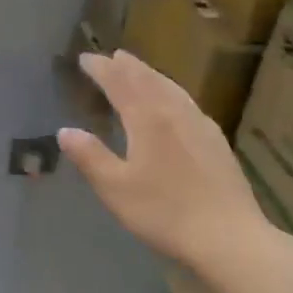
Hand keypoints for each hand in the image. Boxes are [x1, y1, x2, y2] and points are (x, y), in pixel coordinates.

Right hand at [58, 50, 265, 271]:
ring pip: (172, 89)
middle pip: (149, 80)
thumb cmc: (164, 212)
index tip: (86, 58)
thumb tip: (65, 131)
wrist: (227, 235)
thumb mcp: (115, 188)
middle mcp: (175, 113)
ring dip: (152, 75)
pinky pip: (188, 103)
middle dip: (128, 67)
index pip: (120, 84)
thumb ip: (90, 157)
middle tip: (113, 56)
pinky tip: (176, 103)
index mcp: (148, 119)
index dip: (102, 70)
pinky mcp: (216, 141)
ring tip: (140, 70)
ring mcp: (201, 125)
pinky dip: (172, 92)